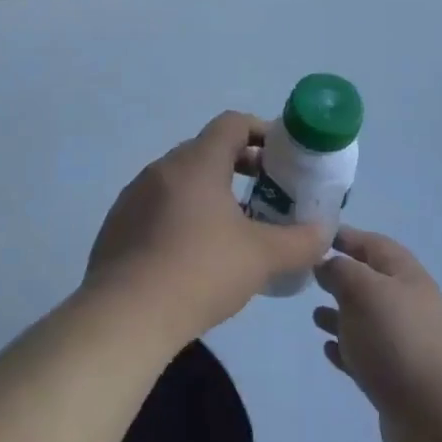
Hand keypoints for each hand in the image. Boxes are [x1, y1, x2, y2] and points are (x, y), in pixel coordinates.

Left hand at [85, 111, 331, 348]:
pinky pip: (158, 207)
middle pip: (207, 150)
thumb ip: (301, 241)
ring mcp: (133, 197)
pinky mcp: (117, 226)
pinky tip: (195, 254)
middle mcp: (161, 169)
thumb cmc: (199, 272)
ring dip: (211, 192)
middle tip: (267, 194)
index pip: (232, 124)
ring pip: (181, 181)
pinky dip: (183, 215)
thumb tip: (324, 233)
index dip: (262, 132)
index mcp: (196, 163)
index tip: (283, 157)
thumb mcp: (262, 257)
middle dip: (241, 166)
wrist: (124, 317)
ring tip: (234, 227)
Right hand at [313, 228, 441, 441]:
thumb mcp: (363, 292)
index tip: (315, 236)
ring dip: (341, 314)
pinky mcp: (397, 379)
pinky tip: (328, 350)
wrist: (438, 418)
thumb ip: (341, 271)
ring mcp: (405, 343)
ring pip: (367, 319)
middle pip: (371, 281)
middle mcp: (409, 304)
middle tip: (308, 276)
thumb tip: (327, 264)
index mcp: (406, 276)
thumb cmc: (397, 342)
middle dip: (341, 277)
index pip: (374, 244)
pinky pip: (367, 354)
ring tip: (314, 315)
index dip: (347, 236)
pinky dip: (347, 348)